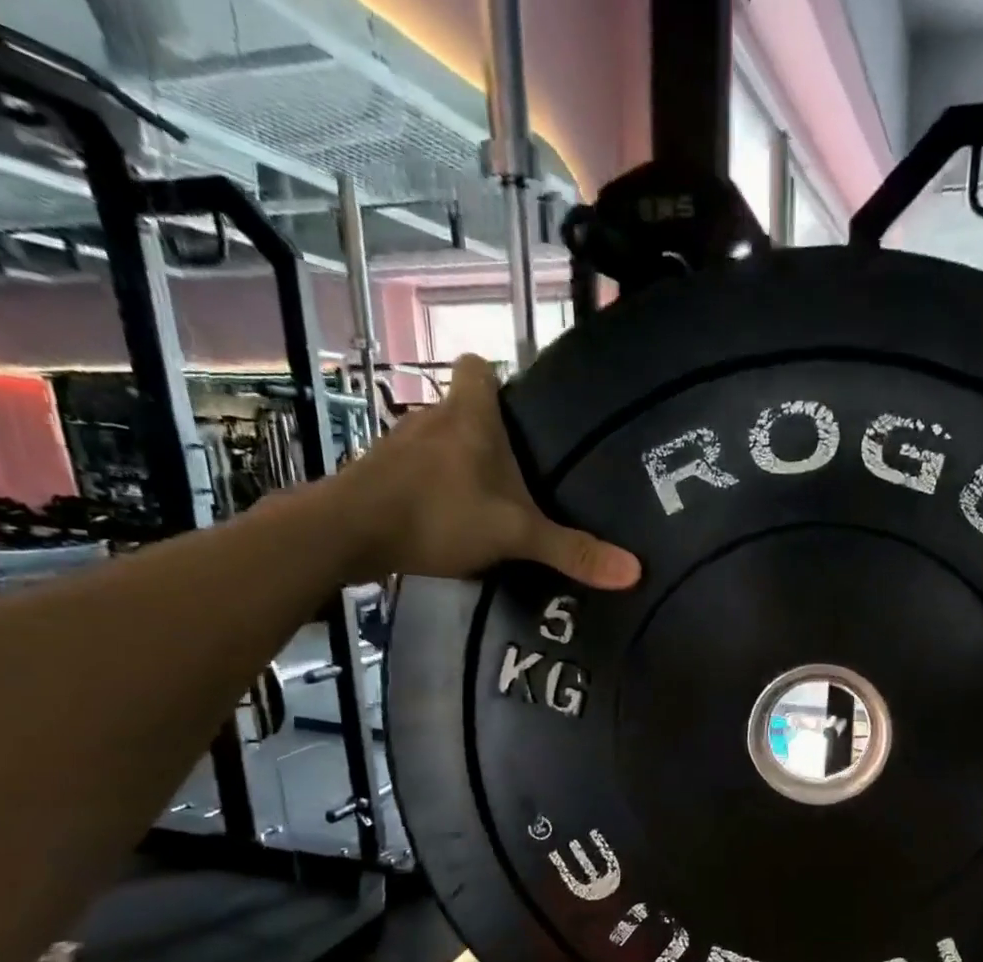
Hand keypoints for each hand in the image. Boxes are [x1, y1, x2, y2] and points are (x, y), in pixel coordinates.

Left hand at [339, 355, 640, 588]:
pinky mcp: (379, 474)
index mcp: (470, 417)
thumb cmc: (438, 514)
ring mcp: (400, 445)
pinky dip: (434, 488)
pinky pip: (417, 470)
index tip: (522, 409)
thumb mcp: (514, 535)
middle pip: (464, 408)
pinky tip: (448, 520)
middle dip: (489, 434)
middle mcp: (433, 418)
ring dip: (460, 463)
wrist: (347, 532)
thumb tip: (634, 572)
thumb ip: (571, 551)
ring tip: (488, 500)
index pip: (480, 367)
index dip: (500, 379)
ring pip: (440, 441)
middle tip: (522, 470)